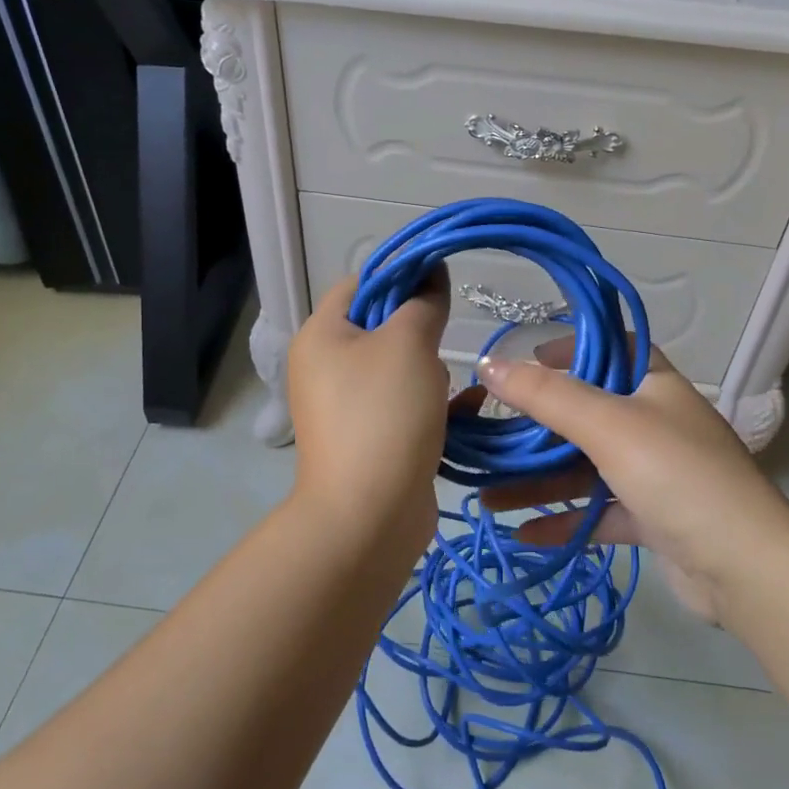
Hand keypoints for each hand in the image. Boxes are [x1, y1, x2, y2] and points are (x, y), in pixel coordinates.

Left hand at [286, 272, 450, 535]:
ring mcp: (345, 407)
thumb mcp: (408, 343)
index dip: (400, 275)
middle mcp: (324, 368)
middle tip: (444, 340)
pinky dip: (433, 403)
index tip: (441, 282)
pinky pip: (404, 405)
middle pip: (379, 326)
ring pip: (397, 368)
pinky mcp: (369, 439)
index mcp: (321, 335)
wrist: (369, 515)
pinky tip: (467, 407)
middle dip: (418, 329)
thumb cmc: (384, 414)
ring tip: (448, 384)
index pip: (359, 283)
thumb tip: (432, 272)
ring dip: (430, 370)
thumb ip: (423, 302)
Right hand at [473, 340, 788, 623]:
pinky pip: (598, 512)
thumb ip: (547, 395)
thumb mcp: (609, 425)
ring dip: (540, 481)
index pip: (613, 350)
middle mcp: (656, 424)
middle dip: (537, 428)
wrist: (746, 569)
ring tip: (487, 497)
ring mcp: (655, 474)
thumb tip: (489, 363)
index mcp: (656, 386)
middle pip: (588, 414)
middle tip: (491, 436)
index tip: (530, 361)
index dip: (573, 349)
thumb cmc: (677, 475)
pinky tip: (523, 534)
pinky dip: (564, 520)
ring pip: (587, 469)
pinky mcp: (653, 519)